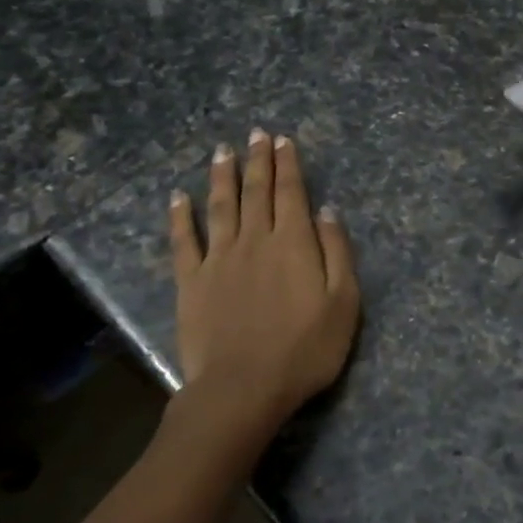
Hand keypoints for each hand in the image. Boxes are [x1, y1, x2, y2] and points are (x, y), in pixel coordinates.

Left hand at [168, 130, 360, 442]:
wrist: (244, 388)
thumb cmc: (305, 350)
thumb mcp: (343, 303)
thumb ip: (337, 253)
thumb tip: (327, 212)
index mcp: (293, 243)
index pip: (291, 193)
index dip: (288, 165)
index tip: (282, 141)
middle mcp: (255, 240)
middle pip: (256, 192)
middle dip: (258, 160)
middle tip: (256, 134)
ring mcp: (219, 259)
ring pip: (221, 206)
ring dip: (222, 176)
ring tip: (222, 150)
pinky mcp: (191, 281)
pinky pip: (184, 241)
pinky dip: (180, 216)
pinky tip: (178, 196)